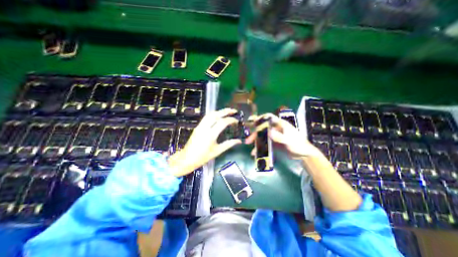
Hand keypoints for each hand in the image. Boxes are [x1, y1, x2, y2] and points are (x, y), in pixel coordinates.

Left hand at [167, 108, 239, 176]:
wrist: (187, 159)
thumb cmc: (203, 157)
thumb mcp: (217, 151)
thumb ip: (229, 144)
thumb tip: (239, 141)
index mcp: (211, 135)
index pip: (222, 122)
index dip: (231, 120)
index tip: (237, 120)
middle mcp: (205, 128)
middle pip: (215, 115)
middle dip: (225, 111)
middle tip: (233, 110)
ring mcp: (200, 126)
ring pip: (210, 114)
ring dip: (219, 111)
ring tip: (227, 111)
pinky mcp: (197, 127)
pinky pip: (206, 117)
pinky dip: (213, 114)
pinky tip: (218, 116)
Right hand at [248, 114, 321, 158]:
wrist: (304, 155)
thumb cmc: (298, 144)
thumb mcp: (289, 140)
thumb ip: (279, 136)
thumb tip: (269, 132)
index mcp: (280, 124)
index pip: (269, 118)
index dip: (261, 118)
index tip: (253, 122)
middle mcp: (276, 129)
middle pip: (263, 129)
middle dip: (255, 135)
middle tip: (248, 141)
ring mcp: (274, 136)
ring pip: (263, 137)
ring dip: (257, 143)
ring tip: (252, 151)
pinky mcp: (274, 143)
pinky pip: (265, 144)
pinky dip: (261, 148)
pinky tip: (257, 154)